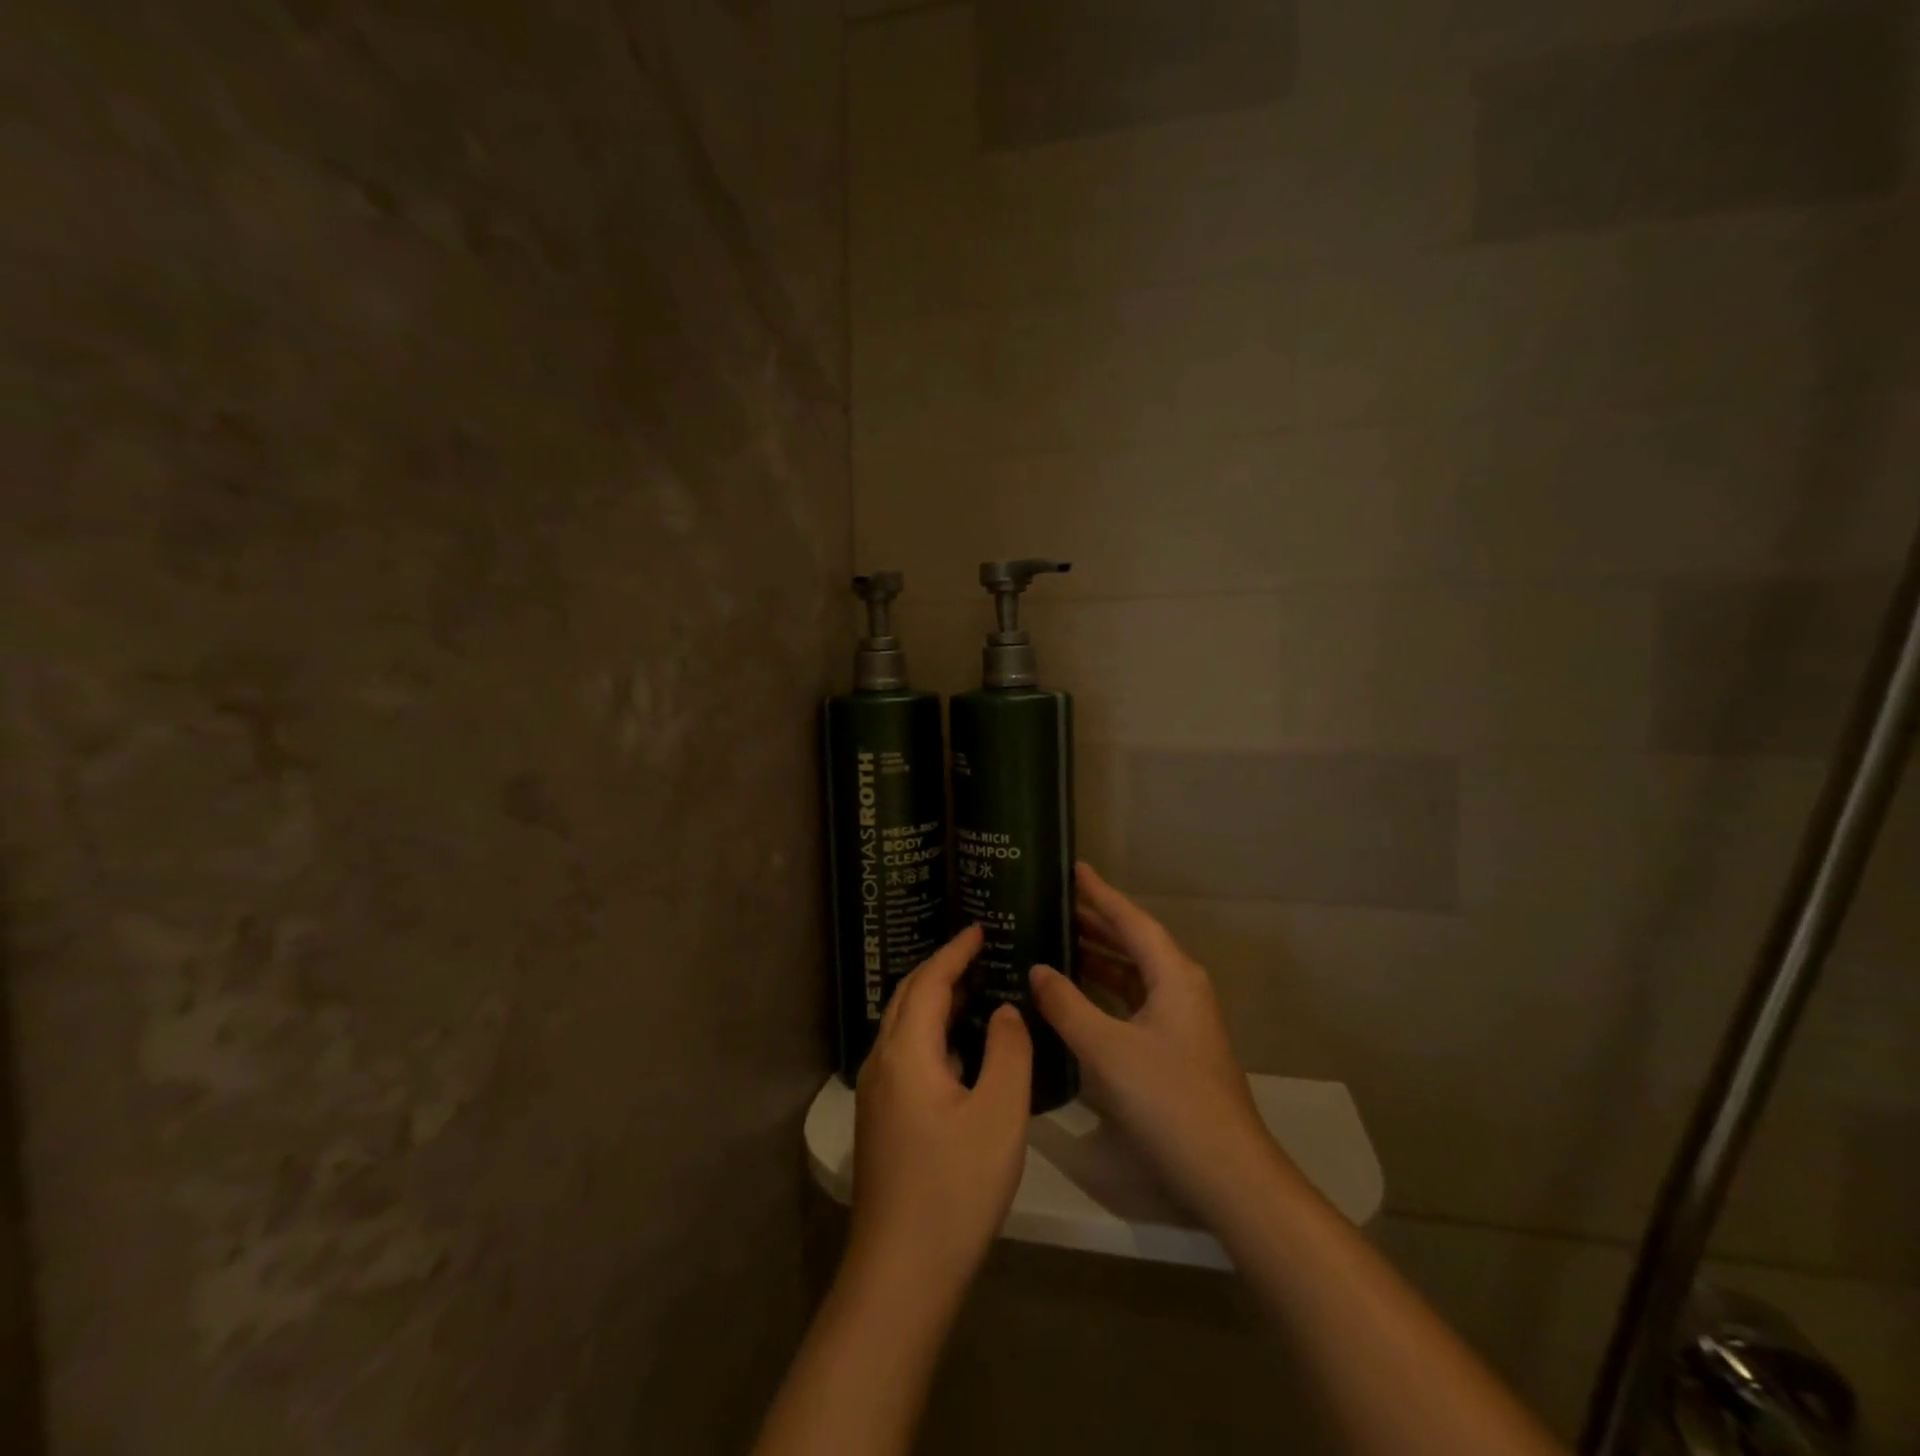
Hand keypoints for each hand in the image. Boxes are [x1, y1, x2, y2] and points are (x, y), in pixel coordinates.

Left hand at [850, 924, 1031, 1309]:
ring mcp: (876, 1092)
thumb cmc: (956, 1188)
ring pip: (904, 1026)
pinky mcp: (881, 1118)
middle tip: (979, 951)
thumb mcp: (999, 1114)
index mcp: (907, 1052)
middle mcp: (882, 1062)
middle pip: (909, 997)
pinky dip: (932, 1031)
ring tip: (975, 989)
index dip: (955, 951)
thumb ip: (1007, 1051)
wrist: (901, 1272)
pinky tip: (959, 1049)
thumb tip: (1003, 1010)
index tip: (980, 927)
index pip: (930, 982)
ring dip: (935, 999)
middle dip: (942, 968)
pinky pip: (906, 1052)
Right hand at [1029, 863, 1289, 1221]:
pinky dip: (1105, 992)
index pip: (1130, 920)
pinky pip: (1134, 1001)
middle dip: (1095, 923)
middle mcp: (1181, 987)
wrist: (1227, 1174)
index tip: (1073, 868)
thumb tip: (1037, 969)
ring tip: (1055, 943)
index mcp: (1172, 974)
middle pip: (1133, 943)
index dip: (1100, 893)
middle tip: (1052, 906)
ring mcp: (1181, 1019)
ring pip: (1133, 974)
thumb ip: (1066, 1005)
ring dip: (1098, 958)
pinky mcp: (1175, 1047)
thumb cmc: (1167, 1099)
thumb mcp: (1105, 1049)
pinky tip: (1076, 998)